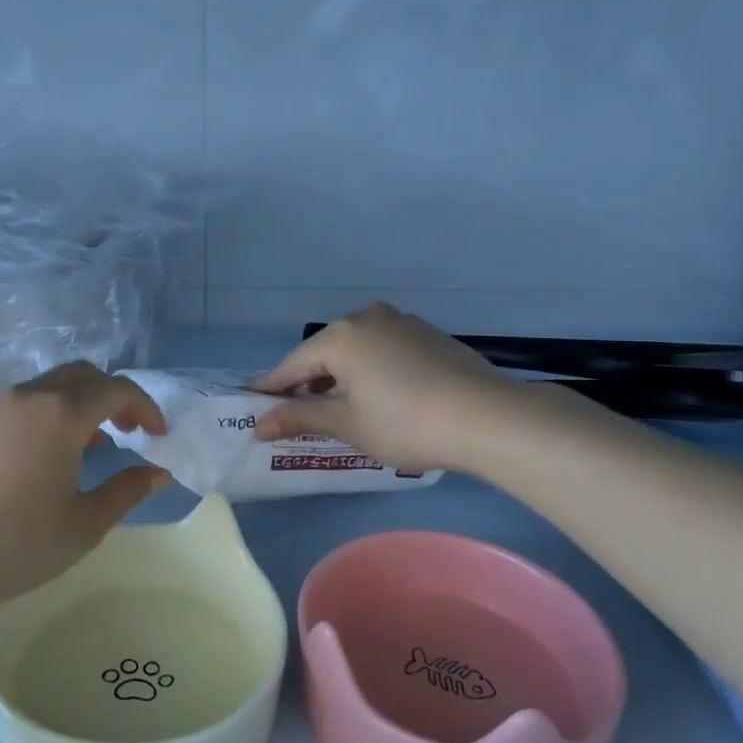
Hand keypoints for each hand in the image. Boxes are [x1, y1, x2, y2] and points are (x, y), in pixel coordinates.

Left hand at [0, 363, 170, 621]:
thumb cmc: (18, 545)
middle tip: (126, 431)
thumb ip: (128, 491)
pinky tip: (36, 460)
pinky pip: (15, 408)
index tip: (156, 434)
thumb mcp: (85, 524)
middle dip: (111, 396)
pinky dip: (41, 418)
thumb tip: (158, 473)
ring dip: (75, 405)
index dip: (144, 406)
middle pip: (81, 375)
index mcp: (61, 414)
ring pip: (46, 387)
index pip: (116, 389)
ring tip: (86, 446)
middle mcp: (27, 398)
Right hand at [251, 302, 529, 474]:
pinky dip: (368, 368)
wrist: (489, 417)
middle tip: (294, 411)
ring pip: (354, 348)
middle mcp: (366, 317)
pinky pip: (381, 348)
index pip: (293, 365)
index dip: (272, 388)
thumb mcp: (348, 424)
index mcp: (340, 336)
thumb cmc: (406, 422)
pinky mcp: (426, 333)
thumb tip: (258, 424)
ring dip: (339, 375)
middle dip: (307, 382)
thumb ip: (300, 418)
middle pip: (323, 352)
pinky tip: (377, 395)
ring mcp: (400, 321)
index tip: (253, 404)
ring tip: (336, 407)